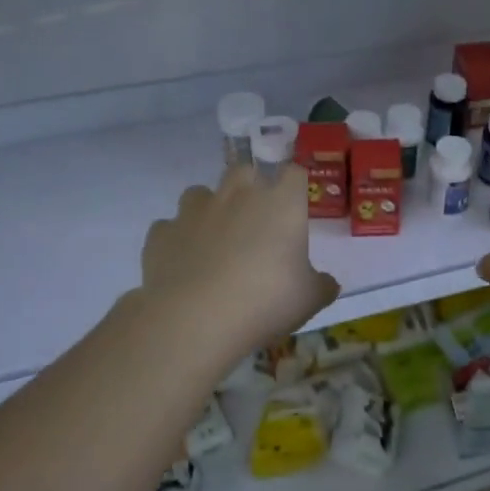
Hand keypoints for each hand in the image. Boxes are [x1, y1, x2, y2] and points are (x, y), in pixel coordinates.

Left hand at [139, 164, 340, 360]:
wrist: (195, 320)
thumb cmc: (266, 302)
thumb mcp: (310, 299)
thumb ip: (321, 285)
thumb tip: (327, 283)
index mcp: (281, 203)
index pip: (294, 173)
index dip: (295, 186)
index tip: (297, 206)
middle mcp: (237, 195)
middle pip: (245, 170)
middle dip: (250, 187)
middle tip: (256, 221)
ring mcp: (195, 211)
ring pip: (200, 193)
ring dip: (210, 209)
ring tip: (215, 240)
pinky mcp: (161, 234)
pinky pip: (171, 227)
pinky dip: (178, 240)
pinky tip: (185, 264)